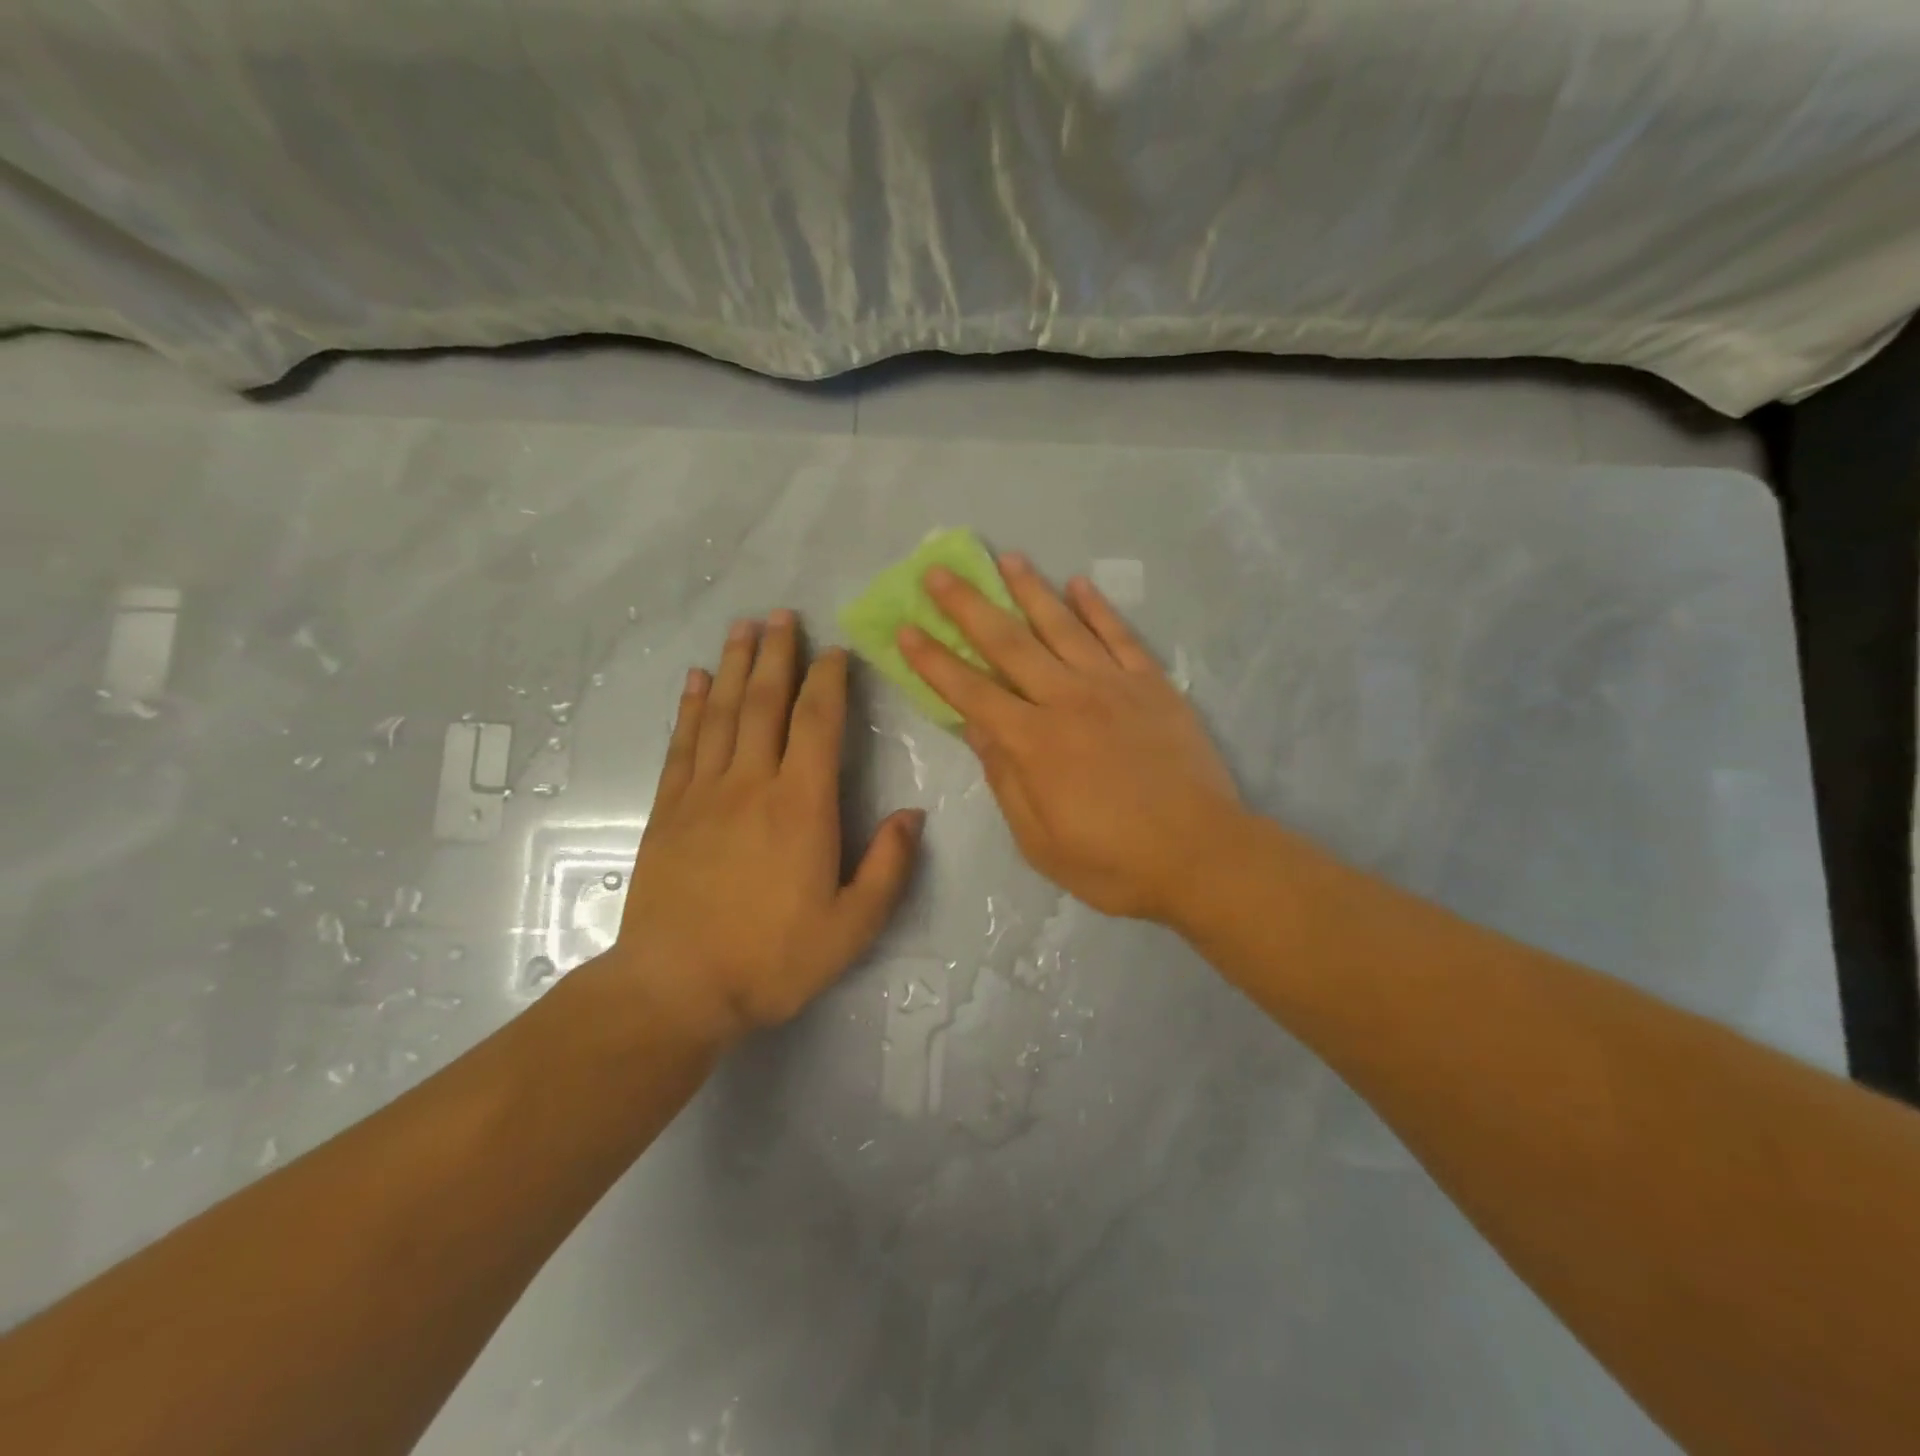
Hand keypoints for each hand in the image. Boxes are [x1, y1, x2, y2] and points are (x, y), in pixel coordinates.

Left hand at [611, 612, 923, 1044]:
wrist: (676, 988)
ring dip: (736, 666)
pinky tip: (697, 681)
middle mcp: (752, 784)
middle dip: (778, 655)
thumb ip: (888, 867)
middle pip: (765, 703)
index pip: (817, 724)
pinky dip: (691, 707)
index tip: (835, 650)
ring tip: (743, 627)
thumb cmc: (772, 959)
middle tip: (782, 614)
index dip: (829, 681)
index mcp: (802, 806)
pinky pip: (683, 745)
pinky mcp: (669, 811)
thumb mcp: (851, 927)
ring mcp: (704, 794)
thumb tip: (913, 815)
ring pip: (723, 713)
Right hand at [897, 554, 1243, 923]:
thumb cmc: (1113, 861)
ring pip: (1063, 626)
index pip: (972, 692)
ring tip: (1006, 559)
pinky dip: (1098, 608)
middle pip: (1009, 644)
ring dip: (1030, 590)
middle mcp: (1068, 700)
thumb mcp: (1040, 841)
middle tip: (938, 574)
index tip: (907, 629)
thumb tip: (977, 728)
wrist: (1202, 855)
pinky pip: (1121, 636)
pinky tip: (1079, 583)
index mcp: (1034, 743)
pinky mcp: (1154, 686)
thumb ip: (1006, 779)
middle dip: (968, 607)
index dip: (935, 661)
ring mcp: (1114, 686)